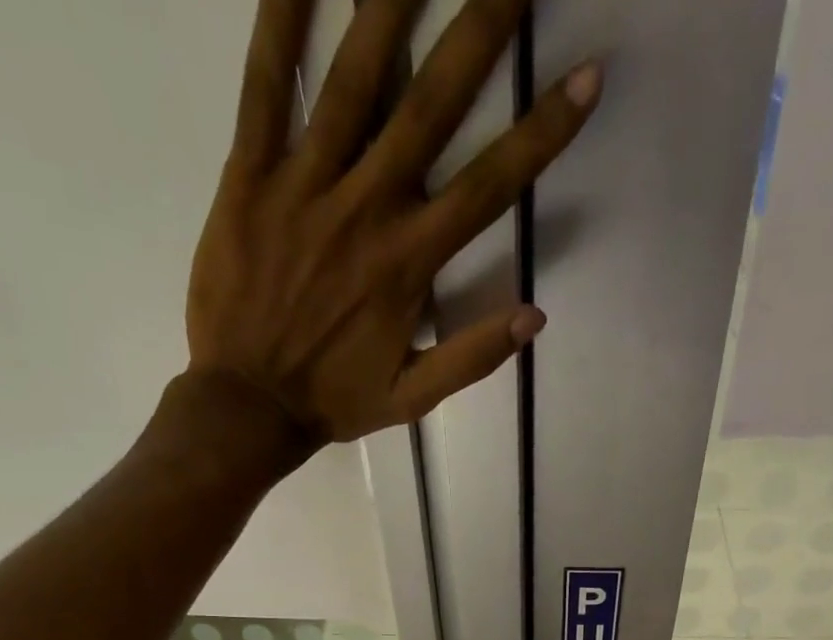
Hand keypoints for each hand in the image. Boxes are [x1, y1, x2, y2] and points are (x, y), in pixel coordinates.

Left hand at [185, 0, 600, 451]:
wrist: (246, 405)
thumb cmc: (335, 400)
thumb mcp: (413, 398)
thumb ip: (472, 357)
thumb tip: (534, 316)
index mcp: (409, 264)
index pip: (489, 186)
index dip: (543, 131)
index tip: (586, 74)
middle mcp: (366, 209)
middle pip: (431, 106)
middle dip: (480, 28)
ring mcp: (304, 185)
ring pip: (353, 77)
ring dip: (391, 0)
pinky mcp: (249, 175)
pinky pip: (264, 87)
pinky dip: (280, 21)